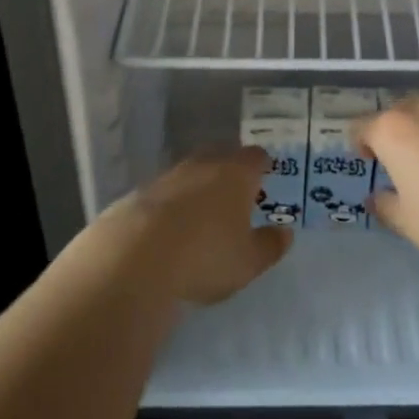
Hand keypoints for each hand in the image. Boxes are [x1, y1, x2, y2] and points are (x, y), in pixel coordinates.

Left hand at [93, 147, 293, 304]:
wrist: (134, 259)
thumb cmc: (205, 257)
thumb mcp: (248, 262)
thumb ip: (270, 245)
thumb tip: (285, 233)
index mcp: (236, 173)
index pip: (255, 157)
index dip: (262, 166)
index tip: (265, 177)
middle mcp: (203, 165)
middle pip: (221, 158)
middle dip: (229, 172)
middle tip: (234, 195)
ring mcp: (167, 176)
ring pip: (190, 174)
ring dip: (197, 188)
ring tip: (200, 215)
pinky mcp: (138, 194)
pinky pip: (163, 194)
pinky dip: (169, 206)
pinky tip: (167, 230)